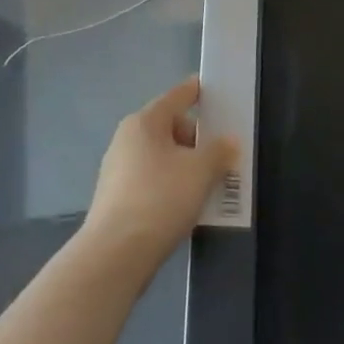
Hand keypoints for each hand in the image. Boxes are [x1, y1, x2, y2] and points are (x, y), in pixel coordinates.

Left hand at [83, 76, 238, 270]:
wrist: (115, 254)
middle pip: (169, 128)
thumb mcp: (200, 171)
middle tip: (222, 156)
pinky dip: (170, 185)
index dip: (196, 91)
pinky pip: (152, 180)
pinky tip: (186, 205)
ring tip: (209, 185)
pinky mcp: (116, 198)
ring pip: (161, 157)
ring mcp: (118, 170)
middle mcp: (127, 139)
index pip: (176, 96)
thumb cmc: (160, 199)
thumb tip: (228, 141)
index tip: (212, 89)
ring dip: (185, 165)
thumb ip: (219, 151)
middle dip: (197, 139)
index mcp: (145, 122)